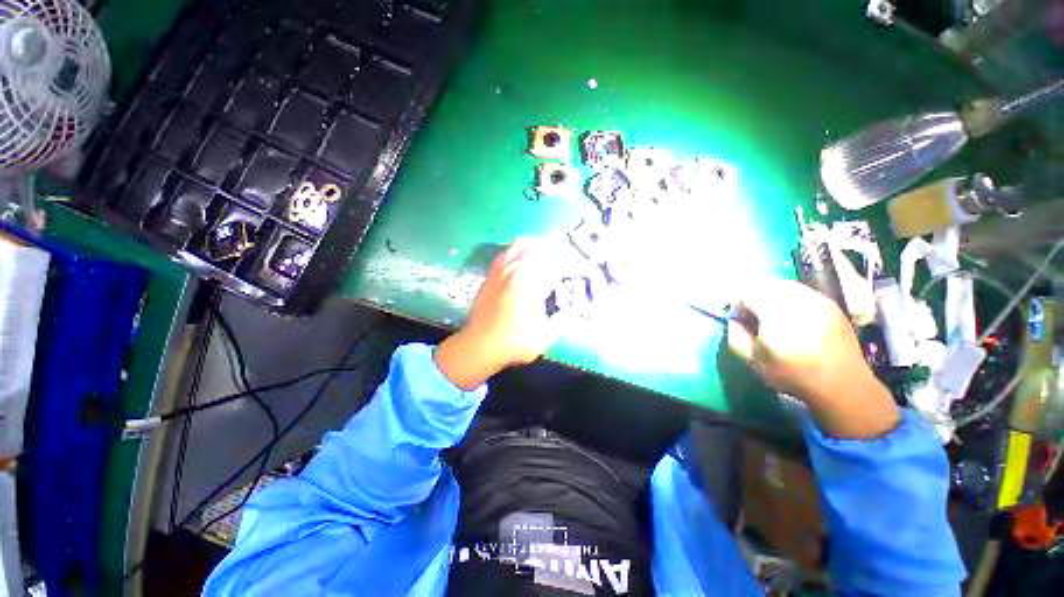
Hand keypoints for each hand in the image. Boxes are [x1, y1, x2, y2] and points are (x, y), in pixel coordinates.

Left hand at [434, 239, 568, 389]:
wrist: (479, 346)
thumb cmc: (513, 342)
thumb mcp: (545, 336)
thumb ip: (564, 319)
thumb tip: (578, 308)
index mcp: (529, 282)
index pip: (553, 259)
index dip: (567, 260)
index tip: (575, 265)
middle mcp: (514, 270)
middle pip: (537, 246)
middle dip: (554, 249)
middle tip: (563, 259)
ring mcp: (500, 270)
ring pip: (520, 244)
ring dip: (536, 246)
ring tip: (546, 254)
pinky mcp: (490, 274)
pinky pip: (506, 252)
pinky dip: (519, 250)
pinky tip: (523, 260)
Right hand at [727, 279, 898, 438]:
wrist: (842, 386)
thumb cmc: (793, 374)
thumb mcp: (752, 360)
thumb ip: (735, 335)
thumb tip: (735, 320)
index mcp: (776, 310)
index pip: (745, 293)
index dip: (737, 306)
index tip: (740, 322)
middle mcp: (799, 298)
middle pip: (765, 285)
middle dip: (755, 299)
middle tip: (755, 319)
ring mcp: (818, 299)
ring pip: (785, 287)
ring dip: (773, 298)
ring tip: (775, 320)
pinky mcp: (831, 304)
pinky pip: (802, 293)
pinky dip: (791, 301)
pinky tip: (794, 320)